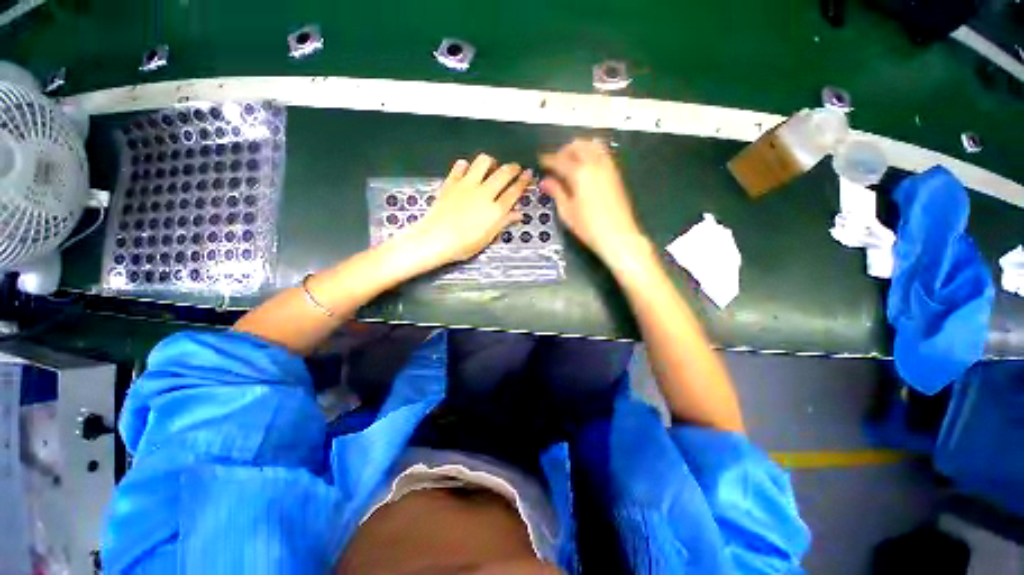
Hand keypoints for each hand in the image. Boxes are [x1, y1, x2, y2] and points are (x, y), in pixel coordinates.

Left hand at [406, 154, 531, 265]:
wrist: (435, 239)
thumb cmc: (463, 245)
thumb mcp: (488, 237)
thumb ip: (504, 222)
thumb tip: (518, 214)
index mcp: (495, 210)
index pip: (514, 191)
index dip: (523, 181)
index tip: (528, 174)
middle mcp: (484, 193)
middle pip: (503, 173)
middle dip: (512, 168)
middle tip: (515, 167)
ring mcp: (466, 185)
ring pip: (483, 162)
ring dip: (490, 162)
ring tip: (492, 166)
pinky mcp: (451, 182)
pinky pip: (460, 166)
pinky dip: (466, 165)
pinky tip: (467, 169)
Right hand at [539, 139, 644, 260]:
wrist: (618, 236)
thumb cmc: (588, 227)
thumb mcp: (567, 212)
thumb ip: (557, 192)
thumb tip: (545, 181)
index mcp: (579, 173)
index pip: (560, 160)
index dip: (548, 159)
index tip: (541, 160)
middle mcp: (595, 164)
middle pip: (577, 146)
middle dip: (564, 150)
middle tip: (556, 161)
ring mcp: (608, 167)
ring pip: (593, 146)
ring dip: (579, 148)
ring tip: (571, 160)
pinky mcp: (616, 174)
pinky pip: (602, 153)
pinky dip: (592, 152)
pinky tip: (586, 165)